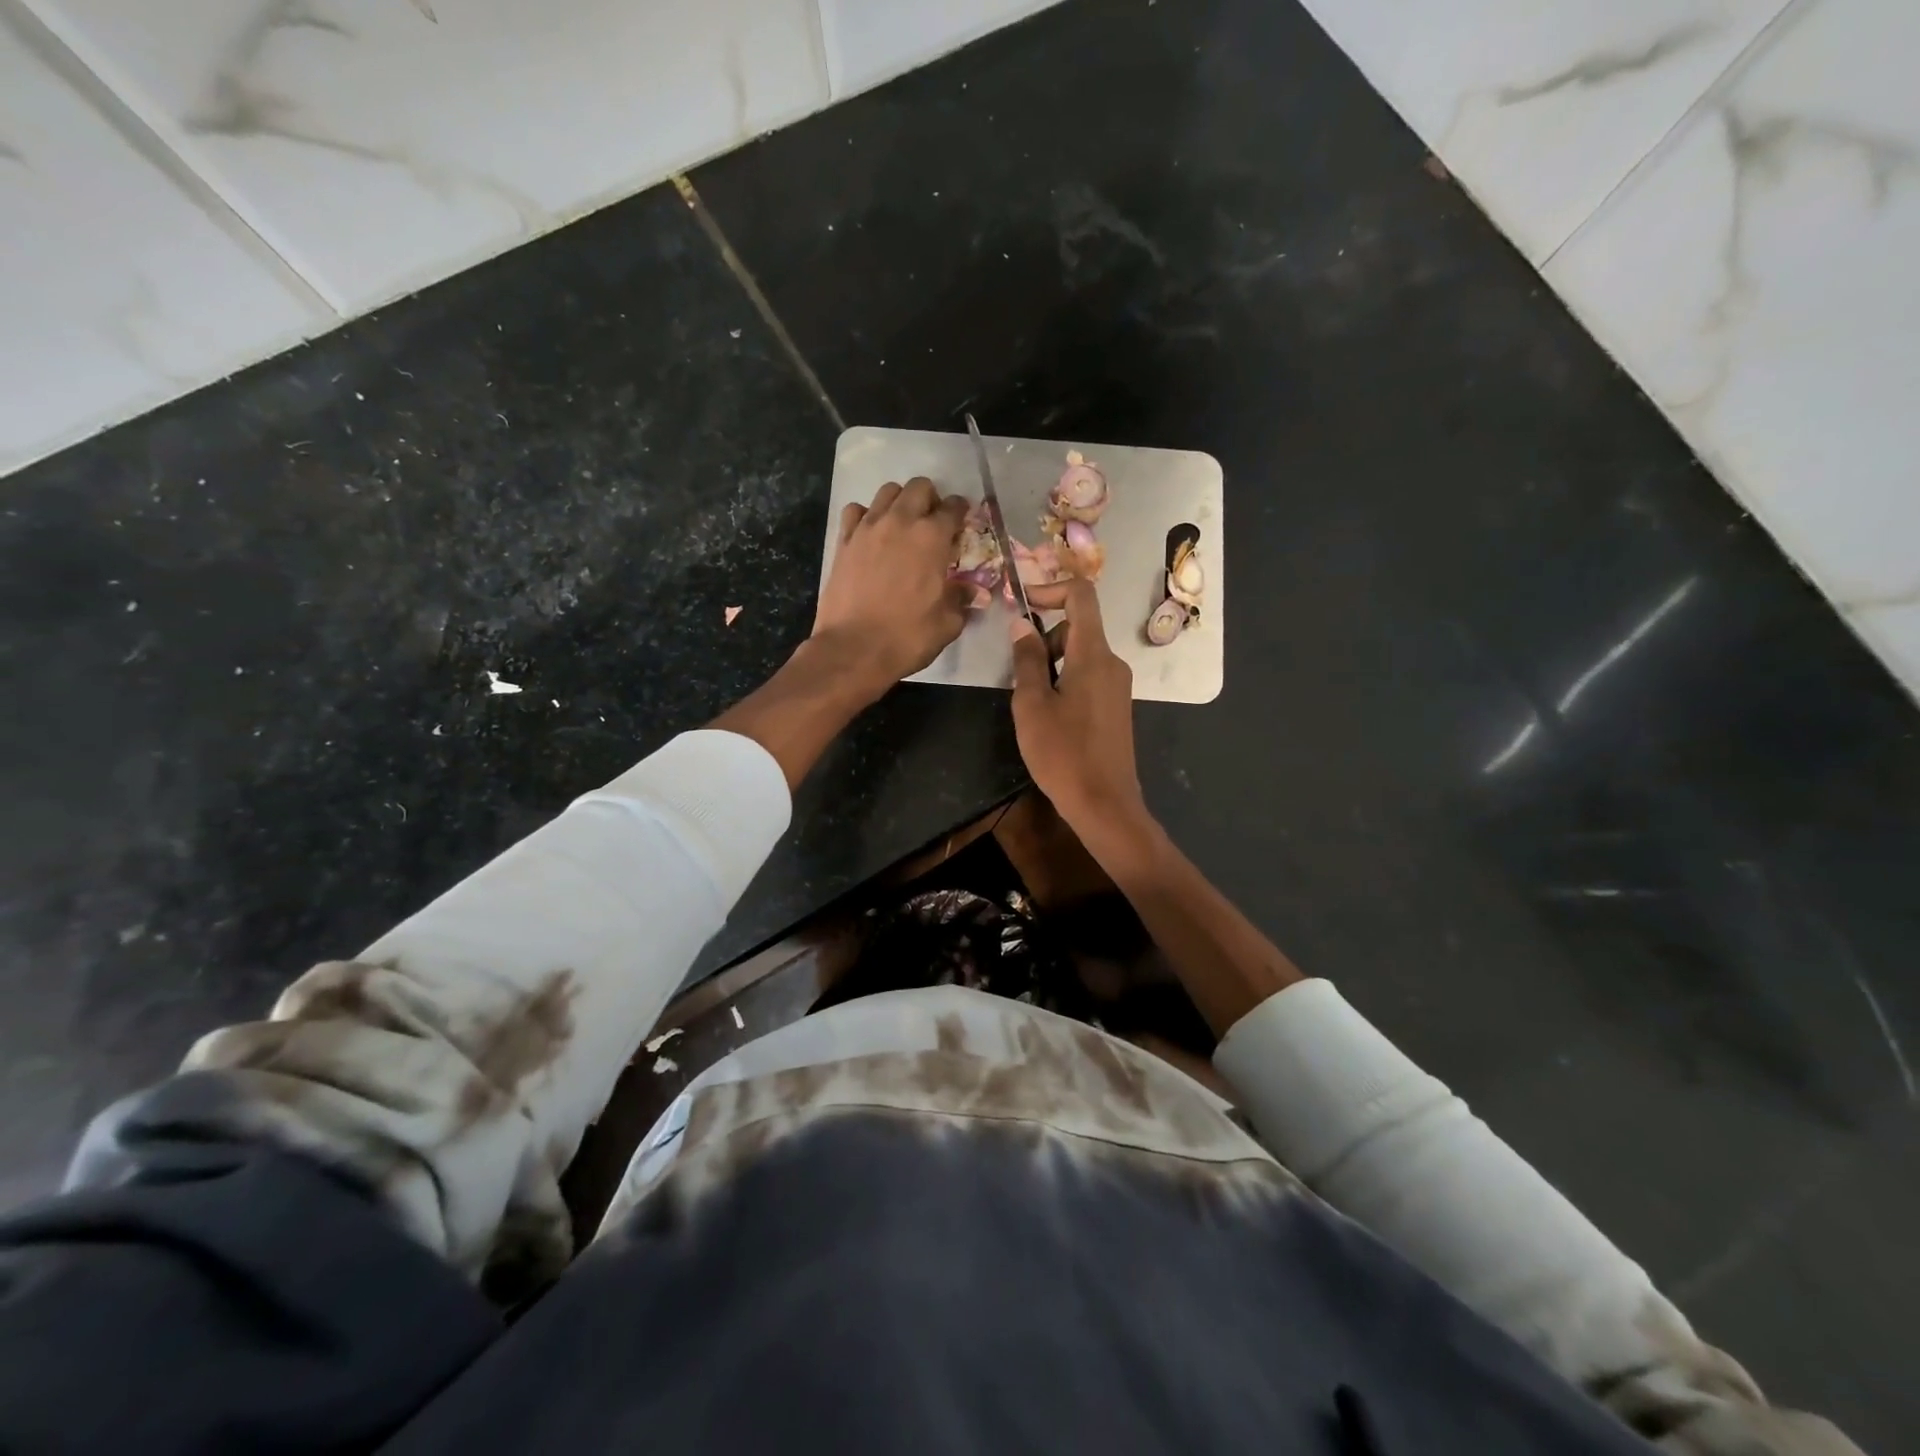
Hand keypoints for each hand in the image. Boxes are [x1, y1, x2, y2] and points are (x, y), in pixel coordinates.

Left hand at [814, 478, 974, 690]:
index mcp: (932, 538)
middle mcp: (900, 522)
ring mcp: (868, 528)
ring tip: (902, 525)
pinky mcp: (843, 541)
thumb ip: (962, 601)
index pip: (953, 508)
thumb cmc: (907, 637)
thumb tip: (973, 592)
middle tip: (933, 523)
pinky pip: (856, 511)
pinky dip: (866, 515)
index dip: (961, 512)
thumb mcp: (947, 624)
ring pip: (887, 492)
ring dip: (900, 502)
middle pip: (919, 487)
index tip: (962, 522)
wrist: (853, 649)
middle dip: (931, 499)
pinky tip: (871, 534)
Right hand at [1009, 578, 1149, 839]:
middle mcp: (1112, 663)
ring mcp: (1117, 685)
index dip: (1050, 589)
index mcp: (1093, 655)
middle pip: (1077, 628)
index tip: (1022, 603)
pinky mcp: (1116, 706)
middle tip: (1019, 675)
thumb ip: (1027, 659)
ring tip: (1031, 702)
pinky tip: (1050, 716)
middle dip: (1044, 639)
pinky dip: (1065, 680)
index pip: (1081, 596)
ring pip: (1081, 654)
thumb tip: (1021, 623)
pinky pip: (1088, 676)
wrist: (1104, 803)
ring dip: (1052, 664)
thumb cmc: (1062, 753)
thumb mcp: (1032, 704)